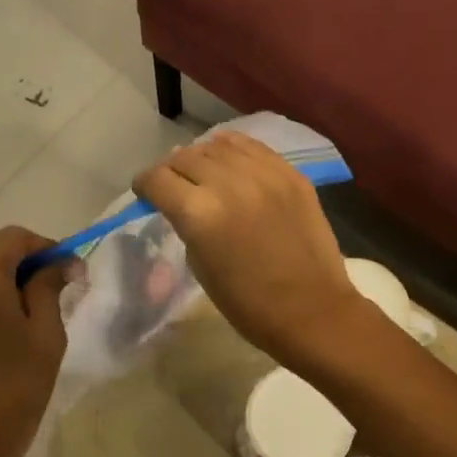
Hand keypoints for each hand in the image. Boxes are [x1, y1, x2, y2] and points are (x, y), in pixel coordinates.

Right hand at [132, 132, 366, 369]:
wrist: (311, 311)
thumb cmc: (248, 303)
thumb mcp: (199, 265)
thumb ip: (186, 224)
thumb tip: (182, 200)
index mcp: (199, 213)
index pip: (157, 179)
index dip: (145, 185)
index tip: (146, 193)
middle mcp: (228, 183)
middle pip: (184, 157)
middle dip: (171, 170)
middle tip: (174, 185)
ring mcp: (264, 174)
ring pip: (218, 146)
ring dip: (203, 157)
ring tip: (203, 172)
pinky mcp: (291, 174)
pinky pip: (253, 147)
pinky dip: (235, 149)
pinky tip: (230, 159)